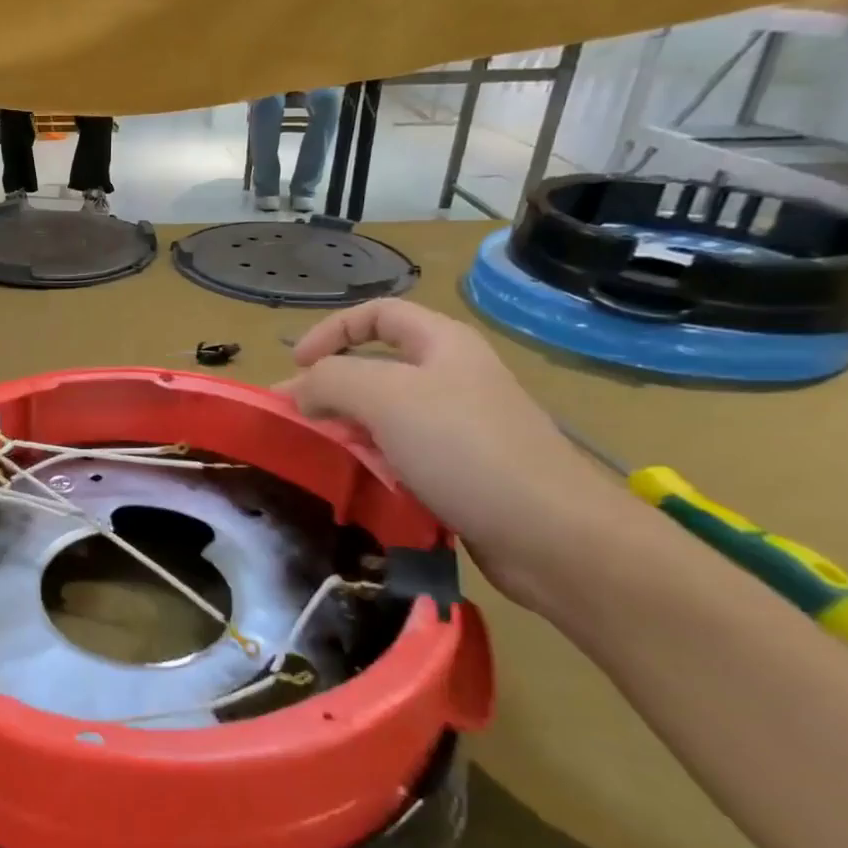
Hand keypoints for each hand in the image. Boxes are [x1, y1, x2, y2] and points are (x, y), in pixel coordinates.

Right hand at [275, 299, 624, 603]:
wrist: (552, 534)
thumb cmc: (465, 448)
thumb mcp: (385, 397)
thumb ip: (330, 381)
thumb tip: (300, 392)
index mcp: (443, 344)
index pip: (378, 313)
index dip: (331, 330)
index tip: (296, 366)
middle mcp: (453, 377)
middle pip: (377, 366)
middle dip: (331, 387)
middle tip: (297, 419)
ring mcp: (460, 427)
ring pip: (386, 415)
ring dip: (348, 429)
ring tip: (320, 454)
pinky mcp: (461, 471)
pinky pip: (402, 454)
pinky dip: (373, 462)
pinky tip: (358, 483)